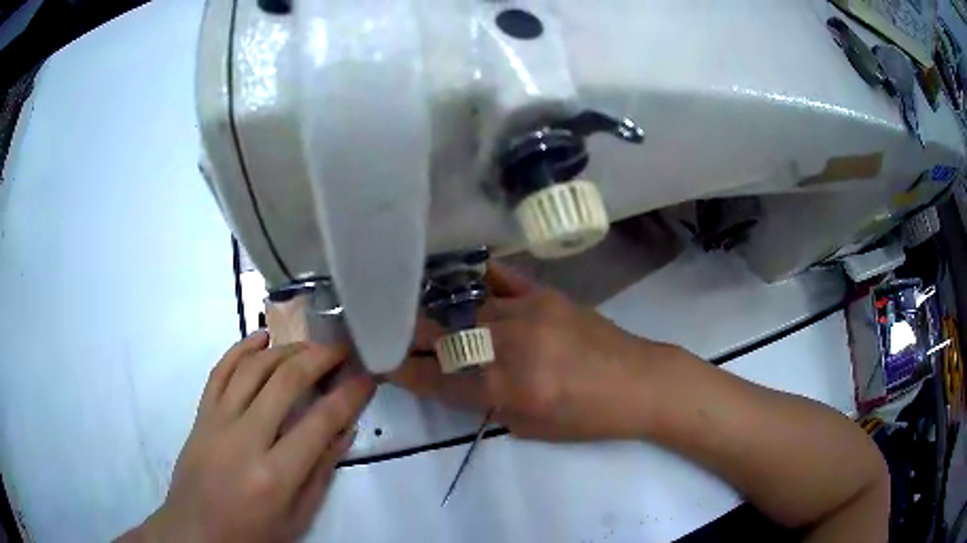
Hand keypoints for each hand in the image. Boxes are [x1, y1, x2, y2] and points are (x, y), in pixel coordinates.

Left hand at [123, 331, 374, 541]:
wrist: (197, 531)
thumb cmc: (253, 533)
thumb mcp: (297, 516)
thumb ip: (320, 472)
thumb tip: (344, 430)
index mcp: (275, 475)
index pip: (320, 422)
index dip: (349, 395)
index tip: (368, 376)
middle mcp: (245, 439)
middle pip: (285, 382)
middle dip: (319, 357)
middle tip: (341, 348)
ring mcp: (218, 421)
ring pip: (253, 369)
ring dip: (285, 348)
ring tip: (309, 343)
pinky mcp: (201, 414)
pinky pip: (220, 371)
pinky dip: (241, 348)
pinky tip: (261, 337)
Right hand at [389, 263, 672, 440]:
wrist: (639, 383)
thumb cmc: (588, 418)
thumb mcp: (531, 428)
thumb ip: (490, 402)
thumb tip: (459, 378)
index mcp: (509, 390)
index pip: (440, 380)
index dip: (404, 371)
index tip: (380, 361)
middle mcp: (512, 347)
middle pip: (446, 337)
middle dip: (411, 334)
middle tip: (390, 328)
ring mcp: (529, 314)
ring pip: (469, 306)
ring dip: (440, 309)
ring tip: (416, 303)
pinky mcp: (546, 295)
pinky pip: (502, 279)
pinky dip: (477, 278)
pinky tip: (458, 275)